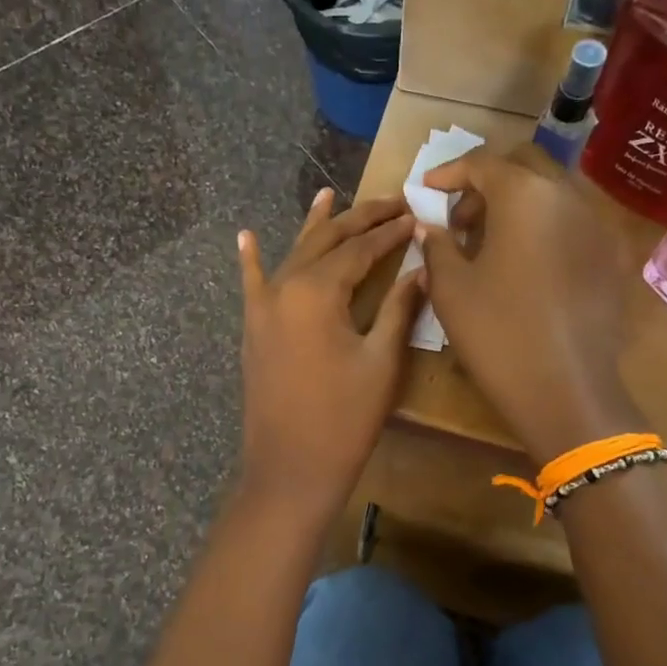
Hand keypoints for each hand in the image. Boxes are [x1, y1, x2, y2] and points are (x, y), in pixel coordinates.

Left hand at [237, 190, 424, 516]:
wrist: (290, 469)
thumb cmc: (344, 420)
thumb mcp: (381, 362)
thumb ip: (400, 307)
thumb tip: (420, 267)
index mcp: (317, 291)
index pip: (360, 248)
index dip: (391, 232)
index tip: (417, 216)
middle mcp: (284, 288)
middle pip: (325, 241)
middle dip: (359, 219)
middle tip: (391, 201)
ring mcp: (262, 308)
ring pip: (293, 255)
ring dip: (315, 227)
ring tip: (329, 195)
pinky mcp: (253, 329)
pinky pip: (252, 284)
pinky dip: (252, 258)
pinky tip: (246, 235)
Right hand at [416, 152, 644, 464]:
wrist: (566, 389)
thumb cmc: (497, 332)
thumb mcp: (451, 288)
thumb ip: (437, 245)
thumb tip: (429, 225)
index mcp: (524, 195)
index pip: (483, 163)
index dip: (450, 172)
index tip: (427, 190)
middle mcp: (568, 196)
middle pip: (524, 166)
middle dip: (487, 183)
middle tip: (460, 219)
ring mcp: (597, 225)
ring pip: (552, 192)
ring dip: (517, 204)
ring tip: (489, 243)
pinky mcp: (611, 257)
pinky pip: (571, 223)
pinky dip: (543, 227)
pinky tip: (525, 264)